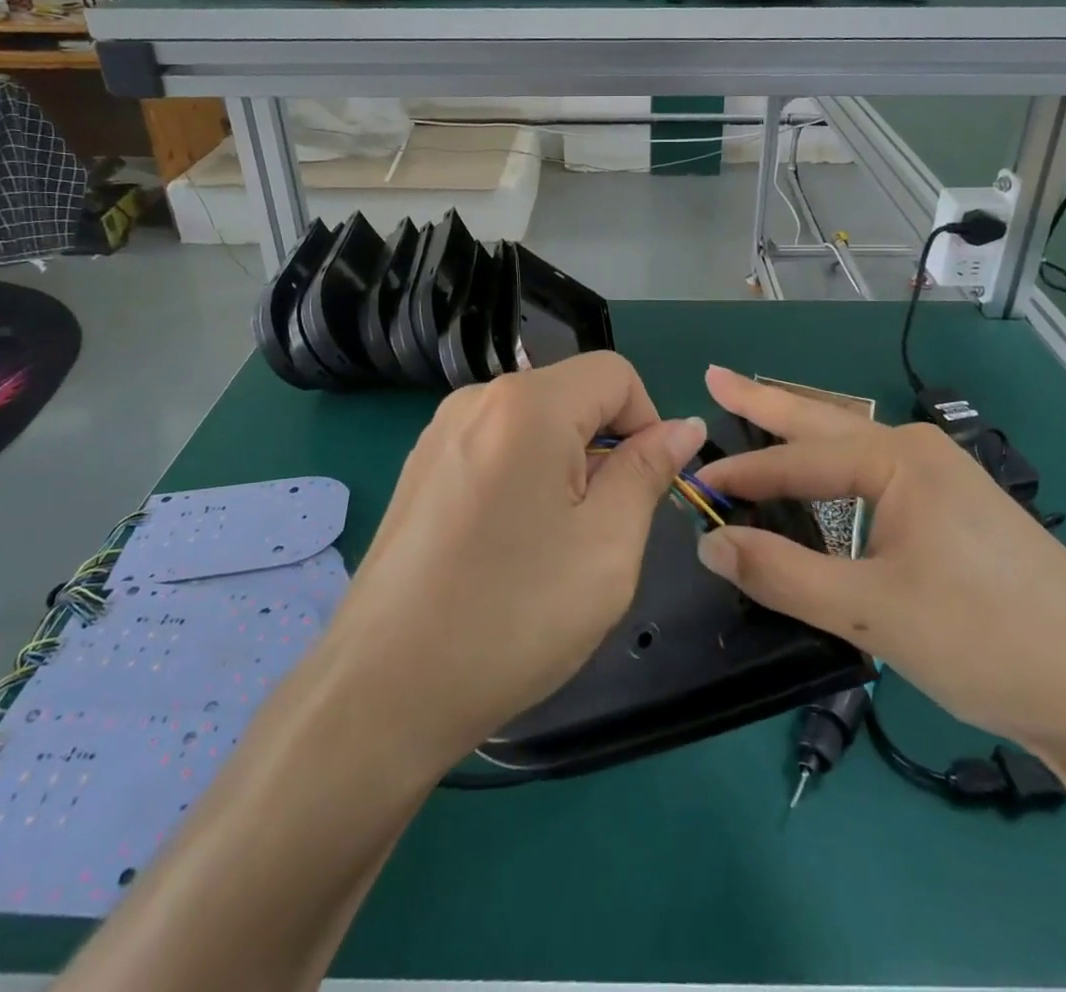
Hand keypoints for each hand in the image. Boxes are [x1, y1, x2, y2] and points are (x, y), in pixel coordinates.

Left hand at [322, 353, 706, 766]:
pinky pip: (497, 448)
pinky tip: (507, 547)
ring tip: (552, 546)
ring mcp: (441, 432)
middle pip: (573, 395)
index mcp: (527, 404)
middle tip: (598, 532)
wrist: (382, 690)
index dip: (648, 423)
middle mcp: (477, 399)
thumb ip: (648, 471)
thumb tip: (683, 426)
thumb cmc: (512, 615)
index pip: (615, 374)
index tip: (644, 490)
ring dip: (566, 469)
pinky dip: (524, 480)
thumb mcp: (607, 545)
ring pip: (535, 425)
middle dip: (604, 450)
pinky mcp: (421, 467)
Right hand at [693, 366, 1065, 751]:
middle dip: (766, 400)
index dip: (742, 475)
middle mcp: (919, 453)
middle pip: (823, 420)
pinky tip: (822, 479)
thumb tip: (710, 543)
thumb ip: (783, 574)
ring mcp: (943, 481)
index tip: (694, 485)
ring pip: (851, 447)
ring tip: (758, 413)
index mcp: (899, 459)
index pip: (797, 460)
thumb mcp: (873, 612)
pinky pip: (874, 477)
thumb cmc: (987, 640)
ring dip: (800, 432)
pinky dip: (831, 470)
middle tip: (715, 376)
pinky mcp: (955, 514)